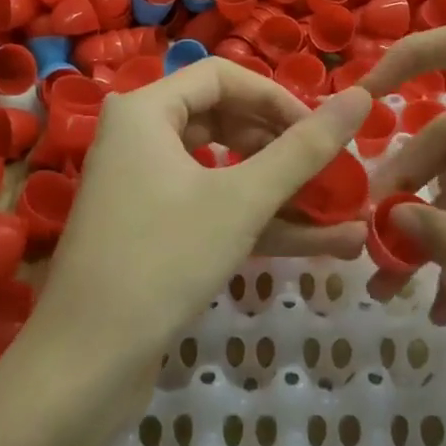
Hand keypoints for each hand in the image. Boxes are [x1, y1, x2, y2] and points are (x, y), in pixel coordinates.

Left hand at [31, 60, 372, 373]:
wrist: (84, 368)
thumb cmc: (163, 260)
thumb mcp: (242, 199)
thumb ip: (304, 148)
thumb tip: (361, 96)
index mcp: (145, 111)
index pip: (223, 77)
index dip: (278, 99)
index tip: (323, 131)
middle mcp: (140, 138)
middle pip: (227, 122)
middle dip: (286, 150)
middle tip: (337, 173)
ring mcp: (146, 188)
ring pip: (226, 172)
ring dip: (284, 193)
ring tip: (348, 212)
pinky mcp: (156, 232)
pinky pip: (215, 209)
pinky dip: (261, 222)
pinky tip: (324, 243)